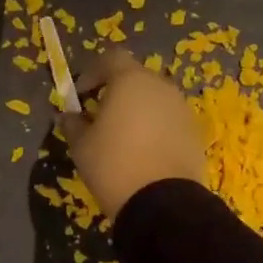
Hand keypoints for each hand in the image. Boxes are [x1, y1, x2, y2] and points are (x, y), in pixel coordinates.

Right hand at [60, 49, 206, 218]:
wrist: (162, 203)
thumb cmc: (113, 165)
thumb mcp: (81, 145)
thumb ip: (73, 124)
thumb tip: (68, 116)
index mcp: (131, 81)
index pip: (110, 59)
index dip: (92, 73)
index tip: (80, 95)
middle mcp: (161, 87)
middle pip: (135, 78)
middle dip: (115, 92)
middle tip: (98, 116)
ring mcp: (182, 109)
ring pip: (154, 100)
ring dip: (136, 110)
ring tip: (121, 137)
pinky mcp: (194, 133)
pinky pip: (168, 121)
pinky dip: (154, 128)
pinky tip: (142, 153)